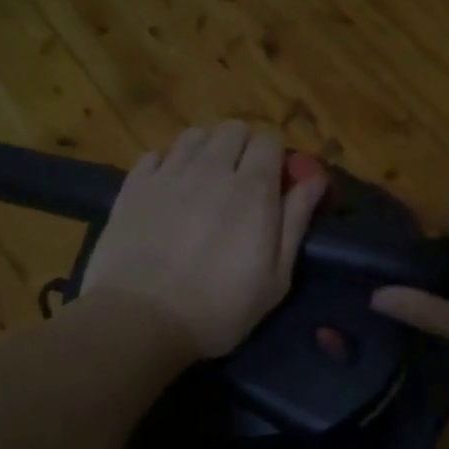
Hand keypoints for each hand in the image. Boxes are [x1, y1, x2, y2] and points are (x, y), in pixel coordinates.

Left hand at [81, 122, 325, 359]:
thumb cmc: (219, 308)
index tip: (275, 183)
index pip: (269, 139)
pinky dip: (168, 164)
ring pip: (194, 135)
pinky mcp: (133, 186)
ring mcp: (168, 173)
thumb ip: (296, 220)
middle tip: (242, 182)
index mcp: (252, 188)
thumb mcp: (276, 277)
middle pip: (233, 129)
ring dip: (207, 150)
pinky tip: (169, 191)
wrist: (139, 320)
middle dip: (243, 147)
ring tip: (205, 182)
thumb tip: (315, 178)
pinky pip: (155, 154)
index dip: (275, 155)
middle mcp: (211, 168)